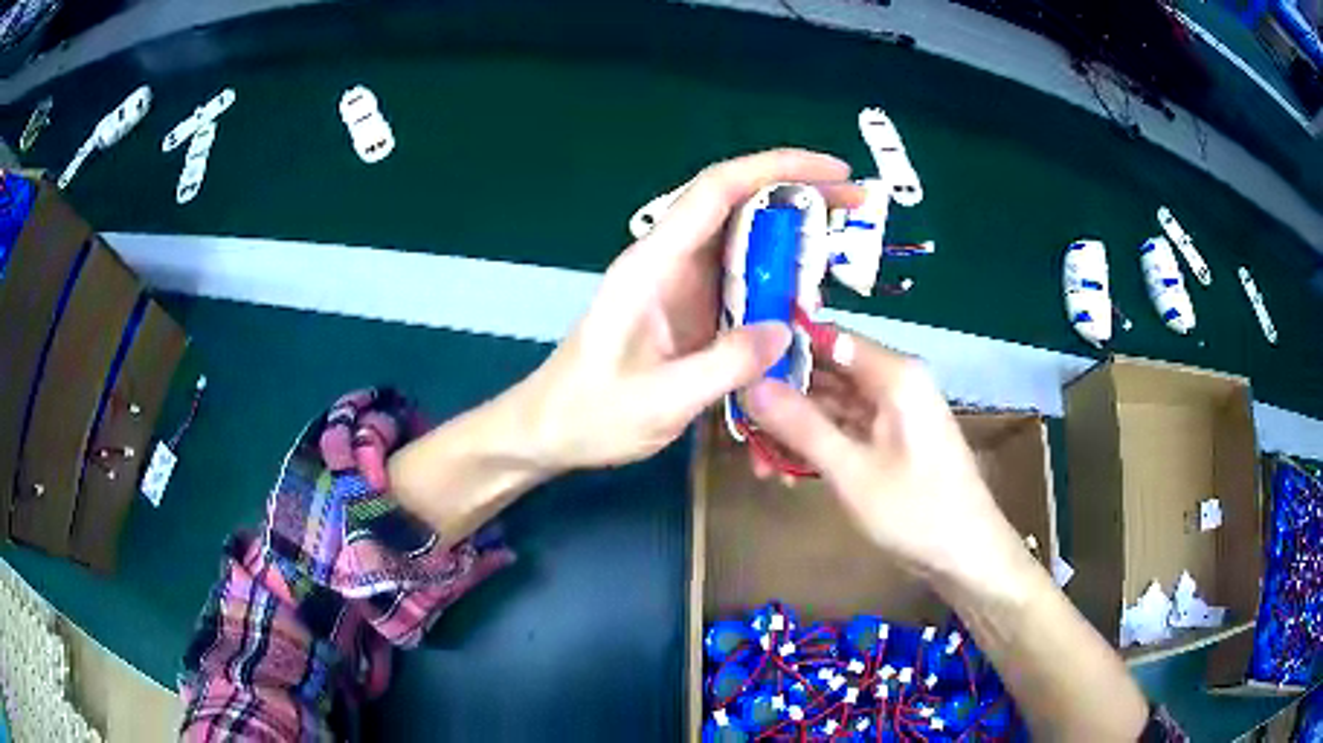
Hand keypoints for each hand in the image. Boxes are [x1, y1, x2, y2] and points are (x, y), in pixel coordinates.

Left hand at [516, 150, 863, 470]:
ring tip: (847, 237)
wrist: (552, 429)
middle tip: (856, 202)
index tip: (833, 172)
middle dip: (798, 192)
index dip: (777, 168)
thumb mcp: (659, 401)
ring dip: (794, 230)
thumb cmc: (591, 414)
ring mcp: (679, 282)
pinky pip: (742, 275)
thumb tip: (786, 330)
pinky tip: (812, 288)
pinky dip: (780, 272)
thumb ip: (723, 366)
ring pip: (743, 236)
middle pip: (737, 202)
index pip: (718, 191)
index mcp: (653, 264)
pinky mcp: (689, 306)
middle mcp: (668, 260)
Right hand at [745, 332, 1023, 581]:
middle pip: (825, 371)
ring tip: (760, 464)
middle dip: (782, 399)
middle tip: (741, 429)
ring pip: (830, 404)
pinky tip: (789, 474)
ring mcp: (891, 411)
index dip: (781, 348)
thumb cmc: (915, 511)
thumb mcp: (851, 471)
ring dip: (795, 430)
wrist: (965, 555)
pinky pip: (844, 428)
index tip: (737, 370)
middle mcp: (893, 382)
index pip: (827, 336)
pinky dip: (816, 446)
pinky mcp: (889, 438)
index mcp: (894, 374)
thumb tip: (749, 383)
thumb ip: (801, 424)